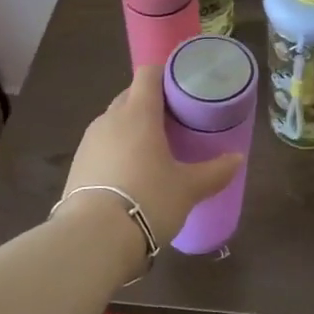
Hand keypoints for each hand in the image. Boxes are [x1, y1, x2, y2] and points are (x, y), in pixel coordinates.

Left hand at [59, 65, 242, 244]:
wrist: (92, 239)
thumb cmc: (148, 200)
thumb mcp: (188, 188)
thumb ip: (215, 171)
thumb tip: (237, 159)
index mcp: (138, 112)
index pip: (148, 74)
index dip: (166, 74)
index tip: (183, 87)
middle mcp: (110, 119)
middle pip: (131, 96)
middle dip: (151, 103)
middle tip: (175, 121)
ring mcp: (89, 142)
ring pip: (114, 122)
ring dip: (132, 128)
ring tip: (153, 149)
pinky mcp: (76, 166)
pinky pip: (102, 146)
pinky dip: (116, 150)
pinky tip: (130, 174)